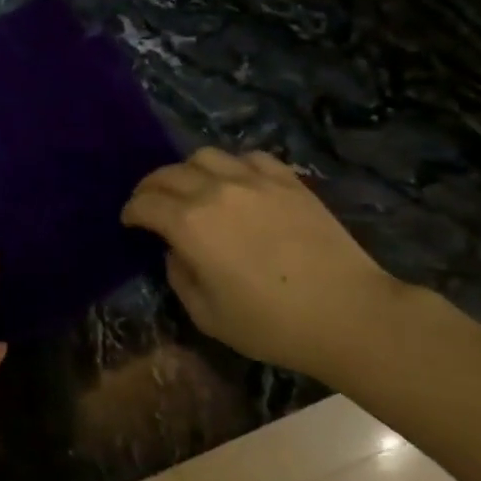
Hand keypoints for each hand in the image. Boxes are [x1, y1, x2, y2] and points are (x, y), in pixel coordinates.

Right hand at [123, 149, 405, 376]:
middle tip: (150, 202)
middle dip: (151, 187)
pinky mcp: (287, 180)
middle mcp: (214, 191)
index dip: (131, 211)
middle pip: (168, 174)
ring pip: (205, 156)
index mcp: (189, 225)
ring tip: (193, 187)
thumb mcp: (208, 316)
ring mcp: (253, 180)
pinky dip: (234, 165)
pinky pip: (249, 157)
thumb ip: (180, 278)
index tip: (130, 222)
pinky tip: (238, 182)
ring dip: (188, 170)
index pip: (145, 204)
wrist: (351, 314)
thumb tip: (176, 251)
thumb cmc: (273, 324)